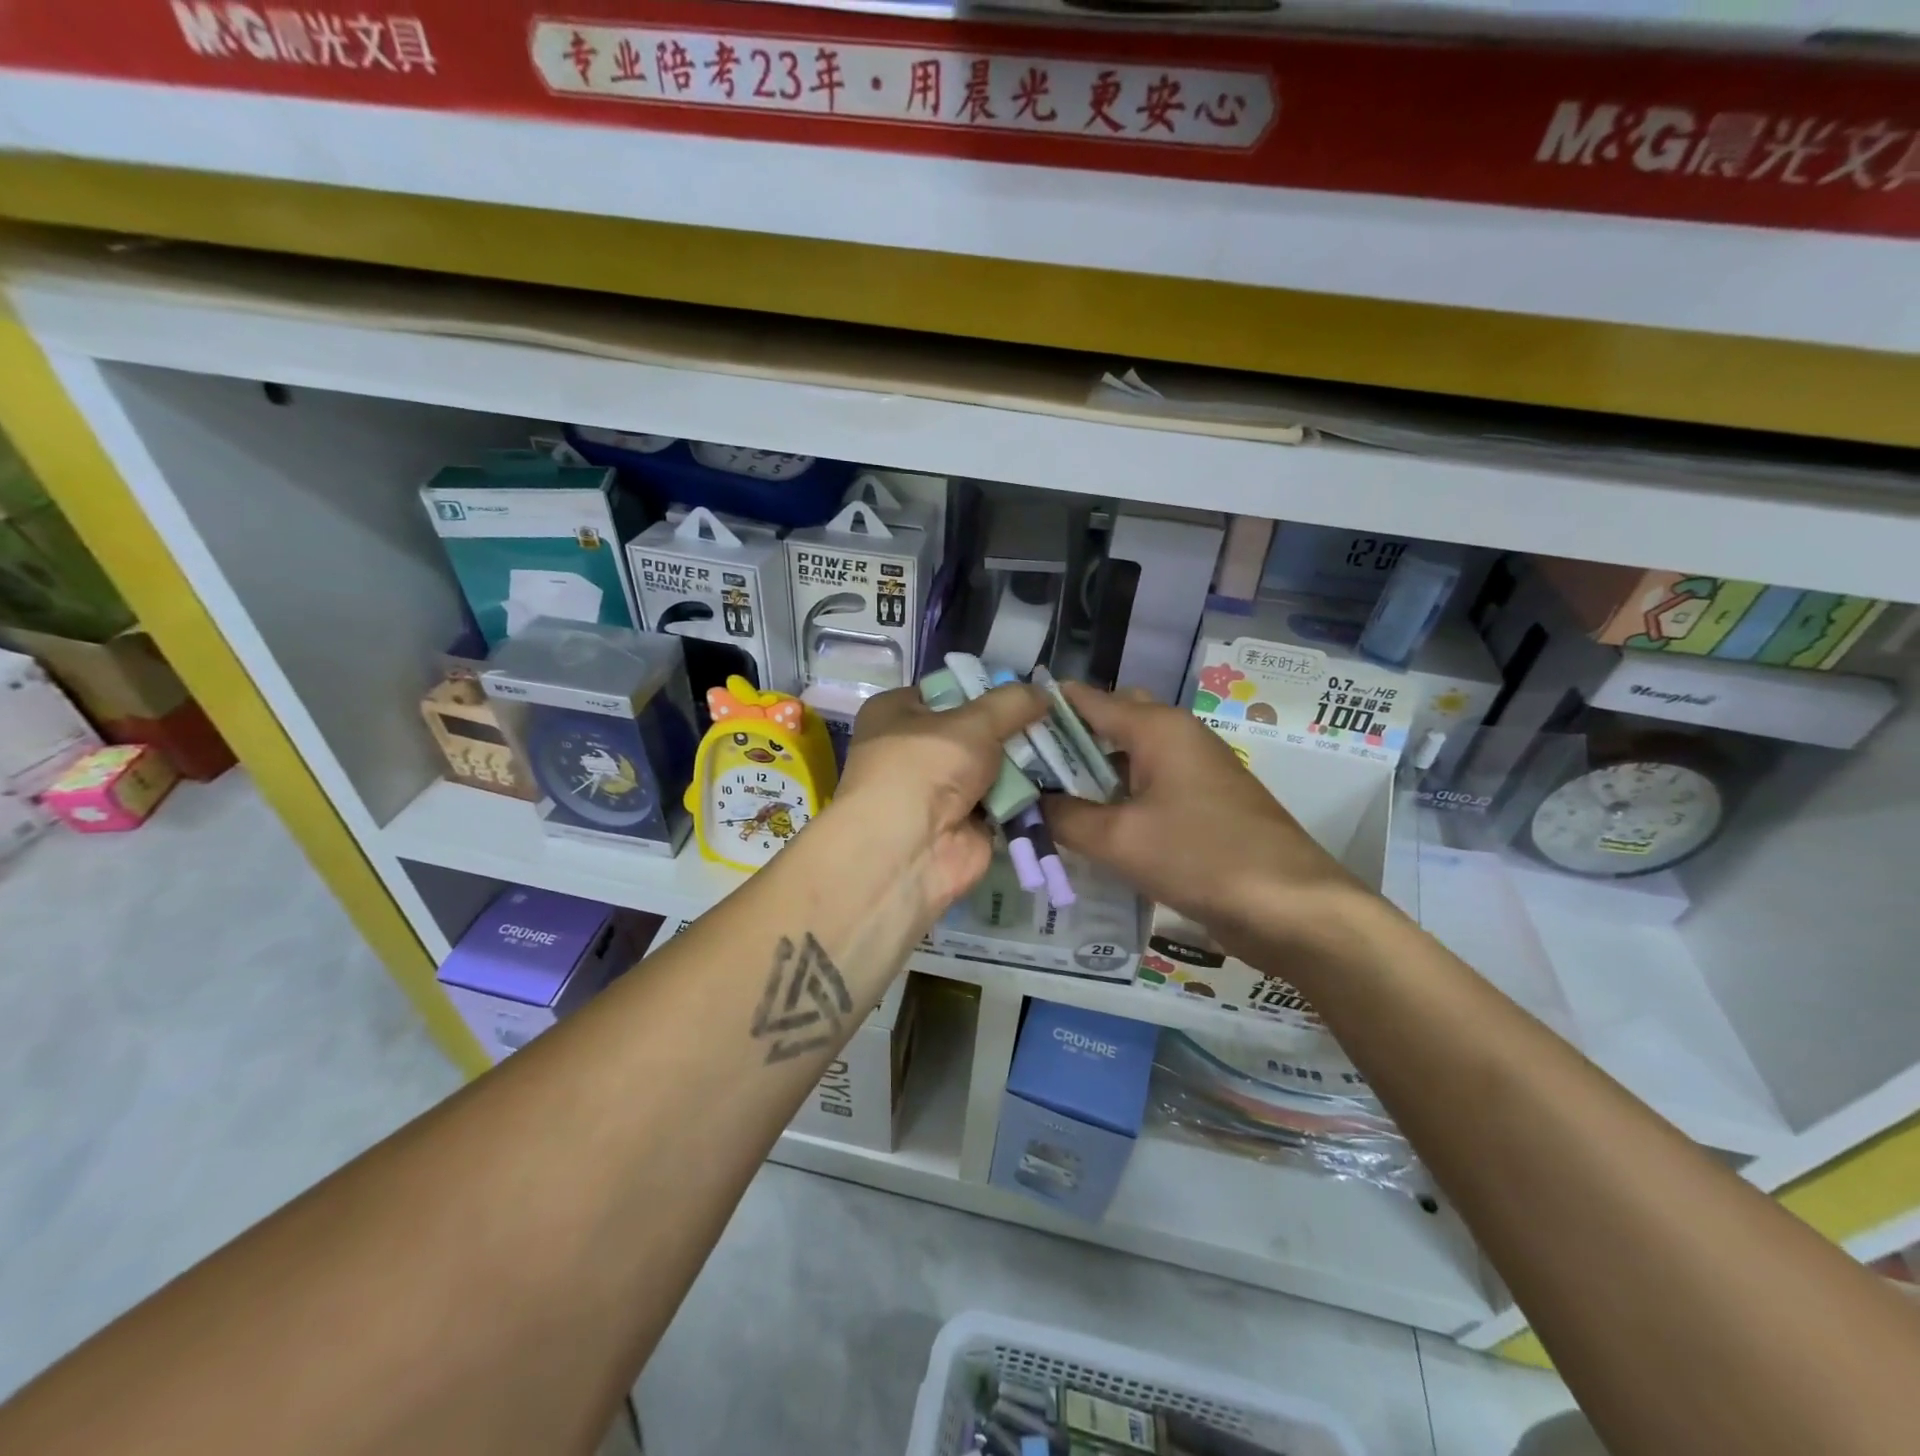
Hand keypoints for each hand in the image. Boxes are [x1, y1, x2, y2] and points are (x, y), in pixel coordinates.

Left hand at [835, 682, 1047, 914]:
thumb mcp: (972, 722)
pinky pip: (1003, 800)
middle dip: (1012, 727)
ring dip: (1024, 761)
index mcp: (896, 713)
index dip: (986, 688)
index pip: (947, 690)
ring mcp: (940, 790)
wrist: (909, 850)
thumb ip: (1011, 703)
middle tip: (1057, 718)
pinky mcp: (964, 823)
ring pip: (992, 766)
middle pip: (974, 730)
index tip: (1028, 690)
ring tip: (1068, 745)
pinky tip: (1060, 779)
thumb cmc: (926, 767)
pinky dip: (1026, 795)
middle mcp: (914, 749)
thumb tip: (1044, 692)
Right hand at [1042, 683, 1373, 959]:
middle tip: (1021, 772)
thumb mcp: (1119, 839)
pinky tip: (1089, 827)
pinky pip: (1147, 787)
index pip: (1085, 699)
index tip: (998, 731)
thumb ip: (1064, 816)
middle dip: (1063, 743)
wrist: (1292, 908)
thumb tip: (1026, 802)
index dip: (1040, 710)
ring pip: (1127, 758)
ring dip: (1088, 775)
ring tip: (1043, 800)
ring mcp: (1193, 770)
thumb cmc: (1202, 857)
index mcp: (1156, 727)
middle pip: (1107, 723)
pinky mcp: (1203, 803)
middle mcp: (1176, 736)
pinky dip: (1115, 799)